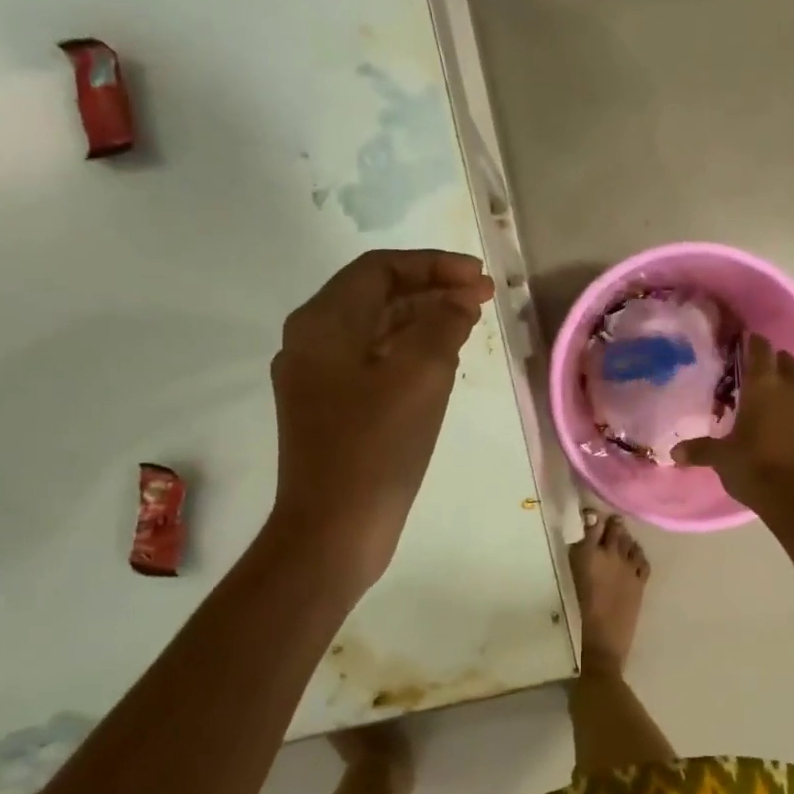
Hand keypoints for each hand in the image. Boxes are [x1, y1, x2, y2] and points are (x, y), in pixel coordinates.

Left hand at [268, 249, 494, 592]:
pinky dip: (409, 350)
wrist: (334, 529)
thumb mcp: (422, 373)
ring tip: (469, 322)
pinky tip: (442, 360)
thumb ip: (444, 322)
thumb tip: (457, 300)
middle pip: (376, 295)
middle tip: (483, 297)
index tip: (480, 277)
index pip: (380, 268)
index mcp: (323, 322)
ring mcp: (317, 378)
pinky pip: (373, 361)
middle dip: (431, 289)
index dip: (434, 264)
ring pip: (376, 329)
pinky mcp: (330, 409)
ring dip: (423, 318)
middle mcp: (311, 341)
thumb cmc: (377, 445)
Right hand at [671, 333, 793, 510]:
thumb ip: (700, 450)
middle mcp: (792, 390)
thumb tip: (674, 453)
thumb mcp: (722, 458)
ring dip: (788, 389)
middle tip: (756, 373)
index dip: (752, 343)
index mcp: (764, 386)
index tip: (743, 342)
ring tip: (771, 403)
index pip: (760, 349)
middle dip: (774, 362)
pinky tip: (787, 432)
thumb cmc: (754, 468)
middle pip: (786, 362)